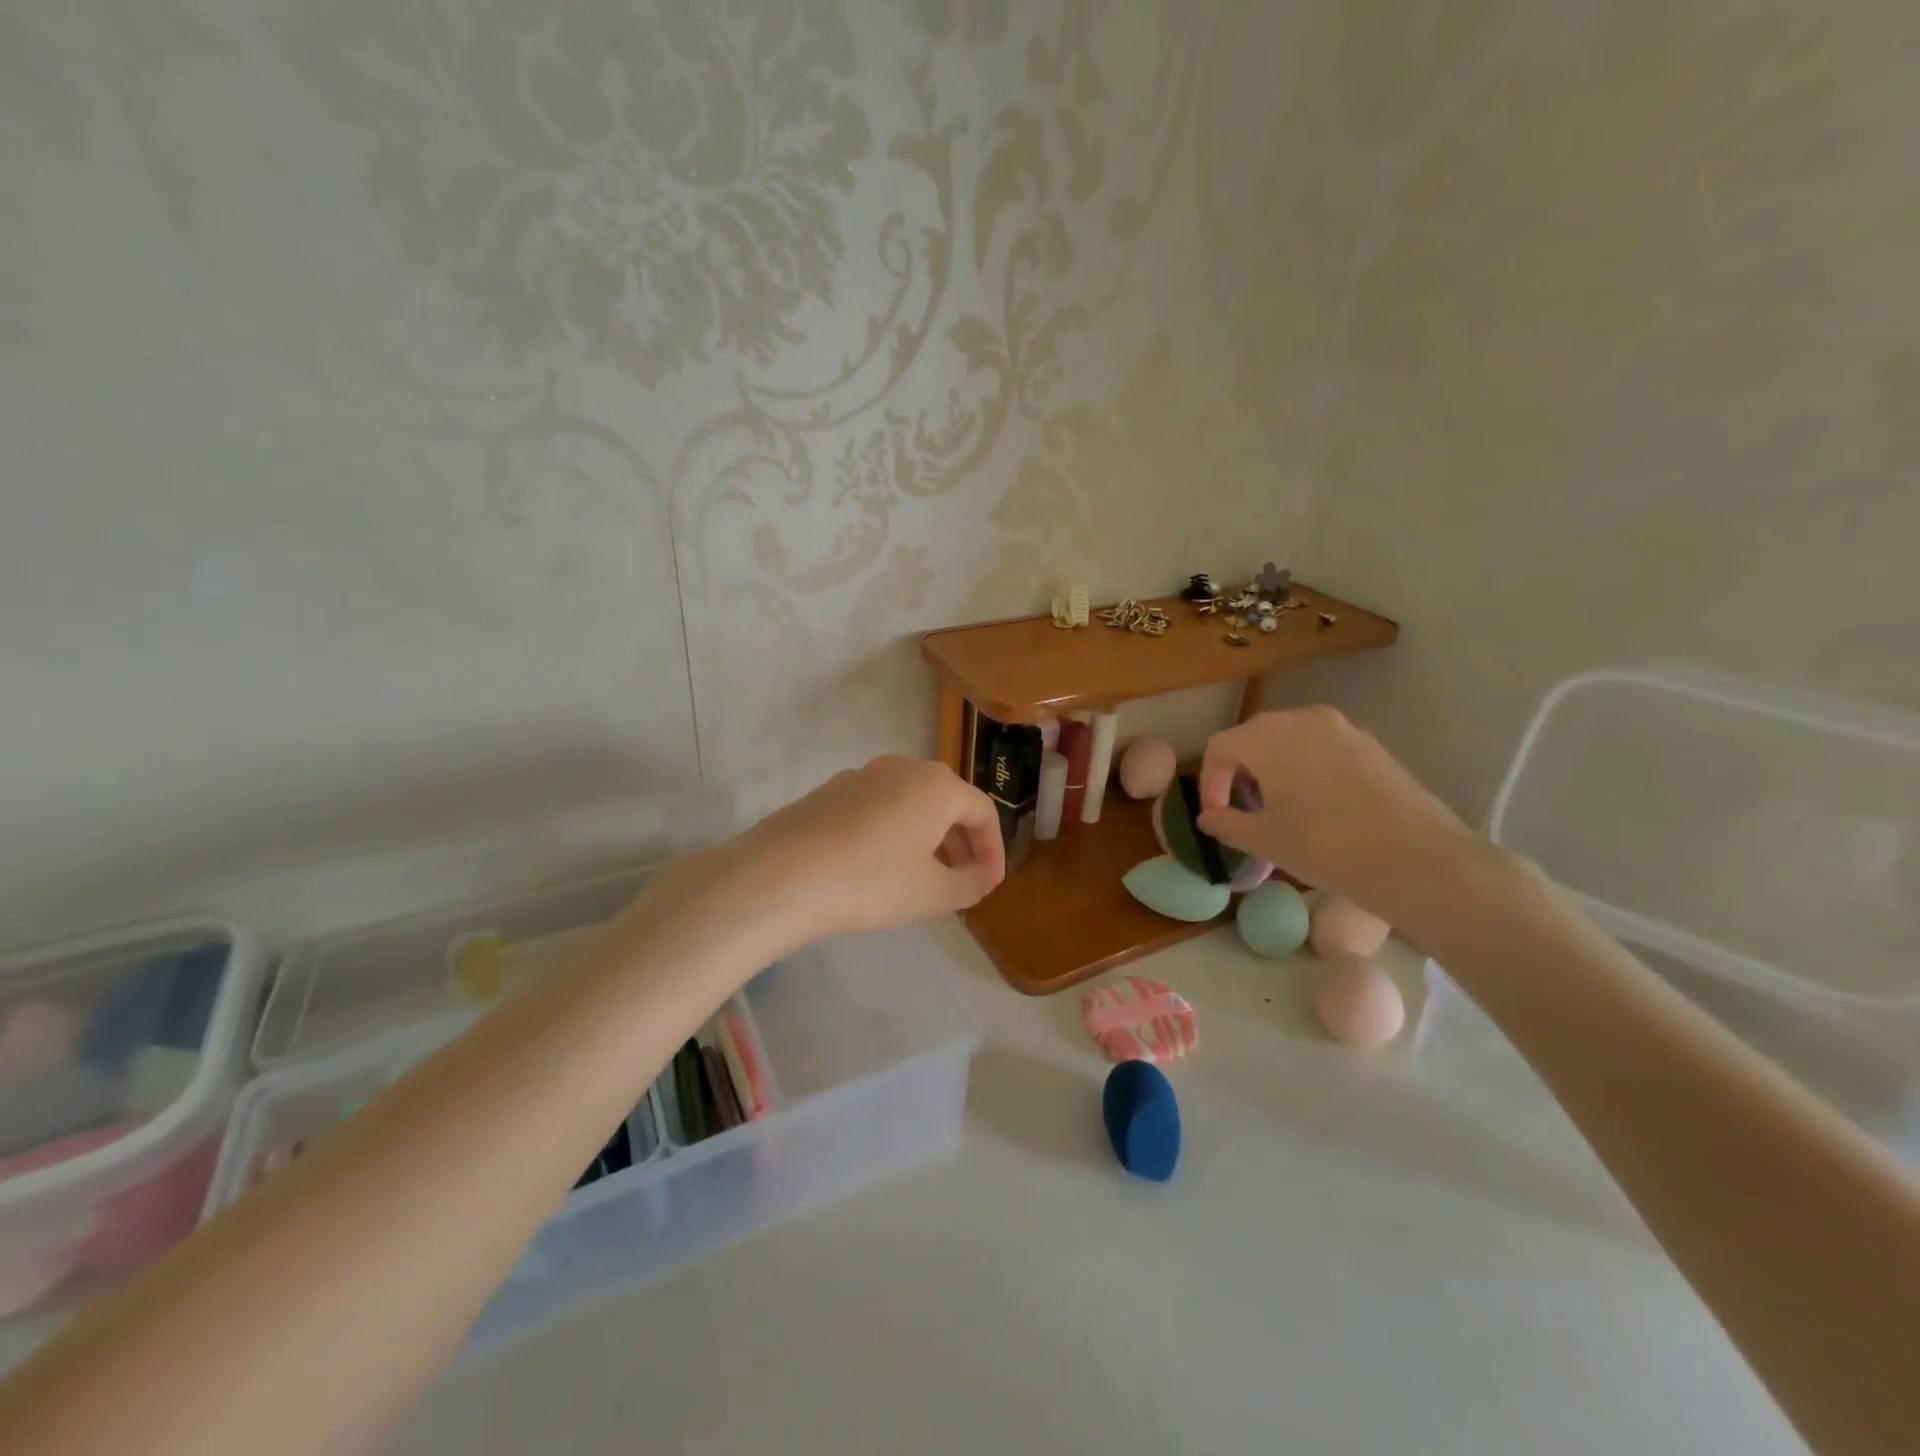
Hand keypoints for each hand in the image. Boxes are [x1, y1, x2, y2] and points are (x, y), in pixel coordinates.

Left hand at [726, 756, 1005, 942]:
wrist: (782, 875)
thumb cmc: (871, 882)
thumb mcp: (933, 893)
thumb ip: (971, 884)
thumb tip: (982, 875)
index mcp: (937, 785)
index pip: (983, 813)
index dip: (994, 850)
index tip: (990, 884)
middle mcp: (903, 767)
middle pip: (947, 802)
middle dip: (962, 842)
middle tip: (964, 880)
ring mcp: (862, 775)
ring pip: (911, 803)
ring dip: (927, 836)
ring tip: (923, 876)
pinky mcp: (830, 790)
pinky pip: (878, 807)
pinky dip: (893, 831)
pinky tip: (878, 865)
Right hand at [1196, 707, 1486, 927]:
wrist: (1418, 860)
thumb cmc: (1326, 846)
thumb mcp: (1265, 841)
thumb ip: (1226, 823)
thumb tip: (1209, 817)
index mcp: (1267, 737)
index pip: (1220, 748)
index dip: (1209, 782)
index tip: (1216, 816)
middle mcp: (1301, 719)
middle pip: (1254, 737)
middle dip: (1240, 772)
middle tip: (1244, 809)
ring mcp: (1341, 728)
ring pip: (1290, 740)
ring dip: (1274, 768)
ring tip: (1279, 807)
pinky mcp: (1370, 744)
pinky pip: (1322, 748)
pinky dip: (1307, 768)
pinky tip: (1318, 804)